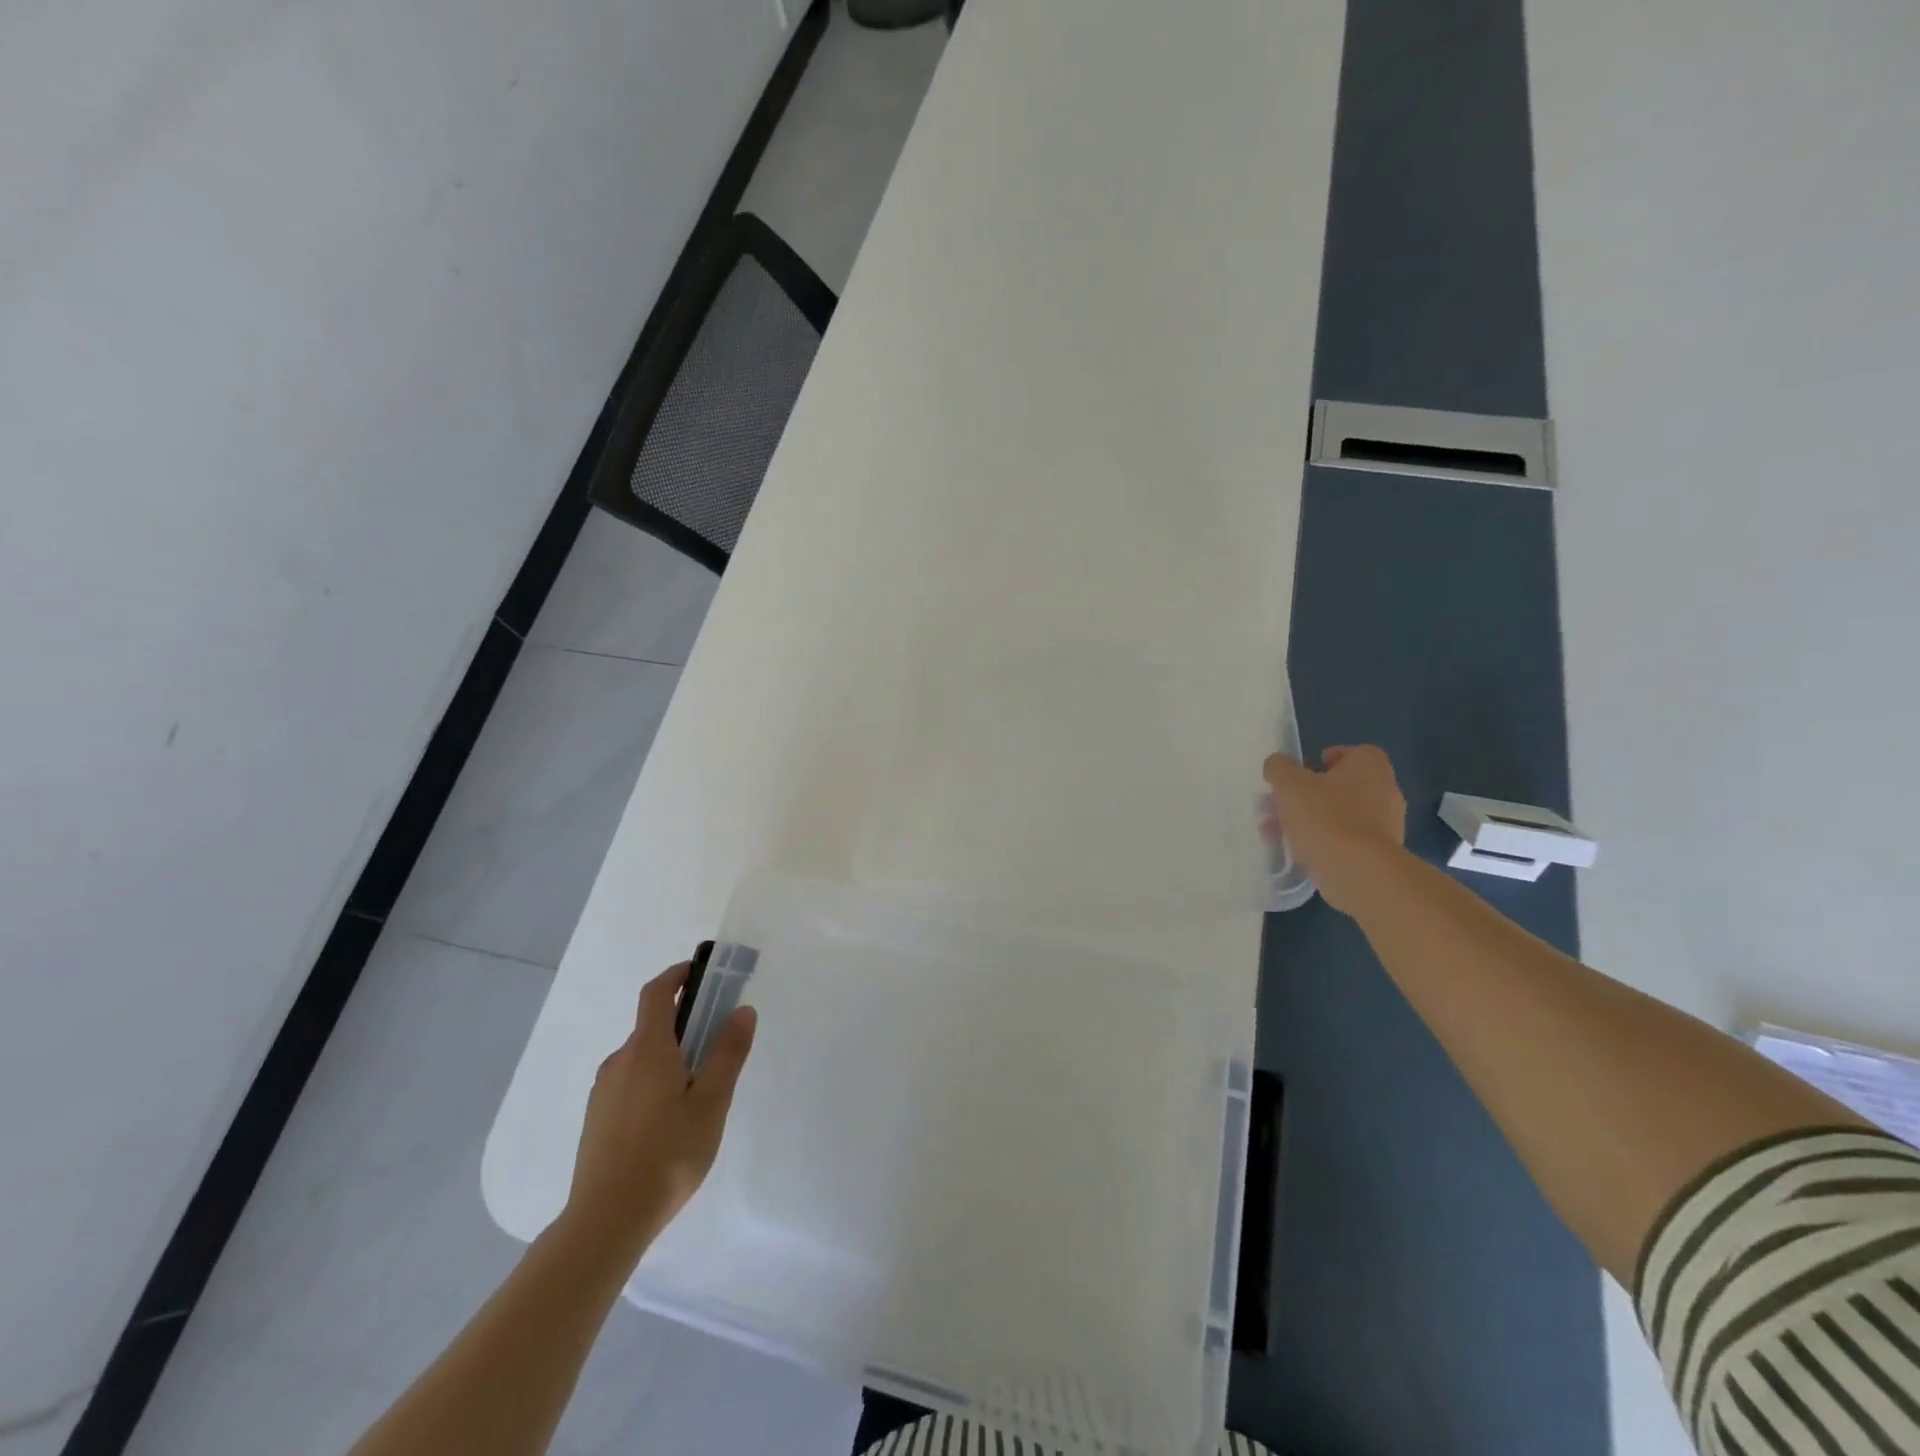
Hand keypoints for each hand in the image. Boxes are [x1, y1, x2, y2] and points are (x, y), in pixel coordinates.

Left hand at [560, 961, 755, 1263]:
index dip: (678, 975)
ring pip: (642, 1058)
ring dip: (670, 1057)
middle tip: (717, 1045)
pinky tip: (670, 1122)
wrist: (605, 1221)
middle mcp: (620, 1061)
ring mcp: (604, 1091)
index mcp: (647, 1049)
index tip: (702, 973)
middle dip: (685, 1024)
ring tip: (698, 1093)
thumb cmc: (667, 1155)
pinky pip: (630, 1083)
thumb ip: (728, 1053)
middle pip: (652, 1026)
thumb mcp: (711, 1103)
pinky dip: (654, 1082)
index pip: (657, 993)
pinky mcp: (597, 1119)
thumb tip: (742, 1010)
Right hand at [1262, 745, 1406, 912]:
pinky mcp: (1378, 854)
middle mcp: (1385, 791)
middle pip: (1340, 786)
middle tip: (1279, 804)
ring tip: (1276, 831)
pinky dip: (1321, 841)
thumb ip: (1278, 767)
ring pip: (1338, 814)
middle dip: (1306, 794)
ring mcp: (1385, 825)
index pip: (1352, 752)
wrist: (1358, 871)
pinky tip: (1294, 851)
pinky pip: (1344, 840)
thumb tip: (1277, 765)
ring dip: (1308, 819)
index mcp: (1371, 766)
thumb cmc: (1325, 816)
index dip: (1325, 758)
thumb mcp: (1289, 783)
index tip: (1301, 772)